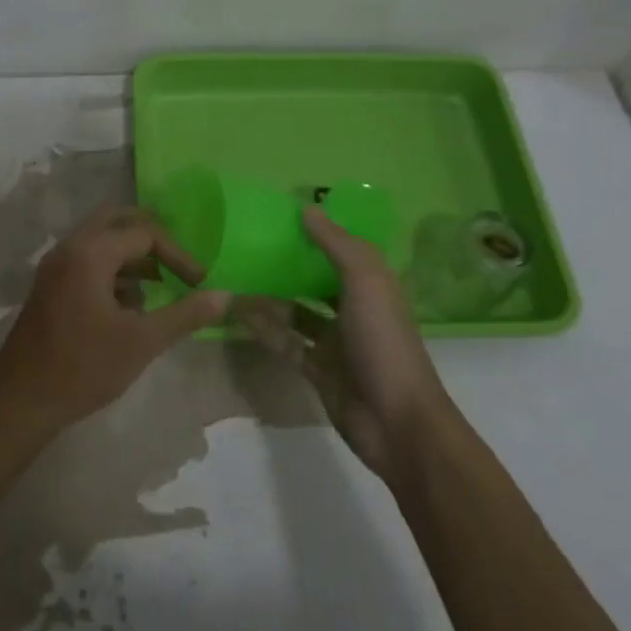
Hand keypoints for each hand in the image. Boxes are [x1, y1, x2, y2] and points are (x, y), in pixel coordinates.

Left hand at [0, 207, 230, 438]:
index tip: (199, 283)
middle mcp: (70, 248)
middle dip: (152, 241)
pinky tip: (128, 304)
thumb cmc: (83, 368)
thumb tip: (225, 296)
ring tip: (159, 286)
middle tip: (178, 264)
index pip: (144, 234)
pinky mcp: (49, 285)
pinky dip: (112, 269)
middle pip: (118, 222)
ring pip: (101, 240)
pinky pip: (86, 259)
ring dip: (132, 255)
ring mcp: (55, 265)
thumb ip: (185, 315)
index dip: (178, 255)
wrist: (21, 401)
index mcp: (90, 253)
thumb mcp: (142, 342)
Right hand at [239, 206, 448, 479]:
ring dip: (269, 298)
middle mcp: (354, 310)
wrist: (396, 421)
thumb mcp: (366, 281)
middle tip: (249, 248)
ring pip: (296, 313)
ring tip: (235, 279)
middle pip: (316, 281)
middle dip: (288, 267)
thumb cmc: (384, 341)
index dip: (317, 234)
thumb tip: (306, 209)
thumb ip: (336, 244)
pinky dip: (264, 330)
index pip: (343, 251)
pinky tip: (237, 315)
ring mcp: (336, 343)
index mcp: (373, 285)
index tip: (281, 218)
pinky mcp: (318, 370)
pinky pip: (286, 343)